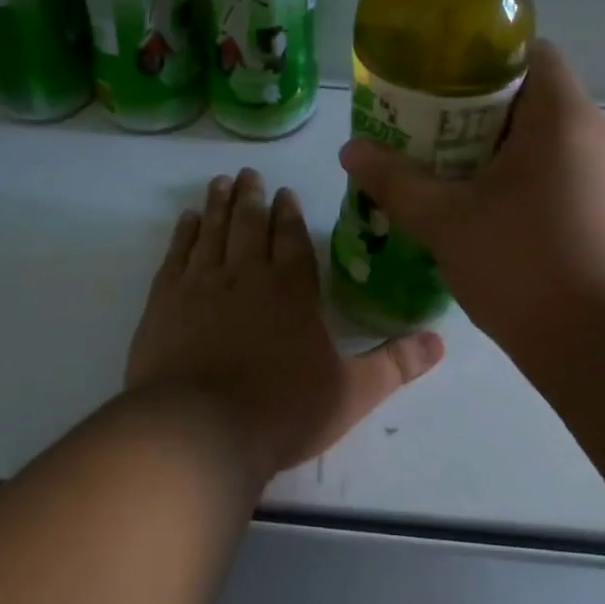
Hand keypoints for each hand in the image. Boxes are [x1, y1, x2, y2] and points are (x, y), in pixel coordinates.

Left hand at [126, 169, 444, 483]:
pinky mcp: (164, 302)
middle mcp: (246, 275)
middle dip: (252, 197)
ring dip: (218, 204)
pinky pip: (176, 255)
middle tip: (248, 173)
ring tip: (220, 182)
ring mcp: (201, 285)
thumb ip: (395, 364)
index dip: (289, 213)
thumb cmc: (282, 410)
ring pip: (212, 231)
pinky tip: (187, 220)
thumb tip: (440, 340)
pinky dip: (183, 233)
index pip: (292, 238)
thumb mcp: (352, 393)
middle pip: (249, 224)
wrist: (200, 430)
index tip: (284, 191)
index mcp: (292, 289)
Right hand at [338, 40, 604, 350]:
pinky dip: (521, 184)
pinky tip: (484, 217)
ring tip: (445, 177)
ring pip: (544, 144)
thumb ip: (394, 180)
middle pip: (532, 99)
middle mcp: (596, 134)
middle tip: (423, 136)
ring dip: (496, 154)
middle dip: (474, 114)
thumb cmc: (524, 265)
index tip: (436, 87)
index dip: (481, 61)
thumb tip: (350, 150)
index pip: (531, 53)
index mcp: (561, 116)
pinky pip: (560, 178)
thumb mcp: (445, 221)